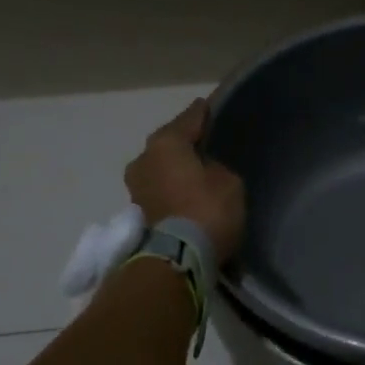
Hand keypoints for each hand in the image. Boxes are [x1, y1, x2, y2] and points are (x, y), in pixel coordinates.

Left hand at [126, 100, 245, 266]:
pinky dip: (172, 187)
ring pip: (161, 167)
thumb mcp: (228, 181)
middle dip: (185, 142)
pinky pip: (160, 188)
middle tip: (204, 140)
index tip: (209, 105)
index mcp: (165, 142)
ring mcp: (136, 186)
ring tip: (196, 168)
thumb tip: (204, 171)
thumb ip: (215, 167)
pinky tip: (186, 189)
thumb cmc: (207, 210)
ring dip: (175, 167)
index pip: (189, 119)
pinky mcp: (138, 212)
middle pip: (169, 143)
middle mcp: (144, 158)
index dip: (202, 112)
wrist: (179, 259)